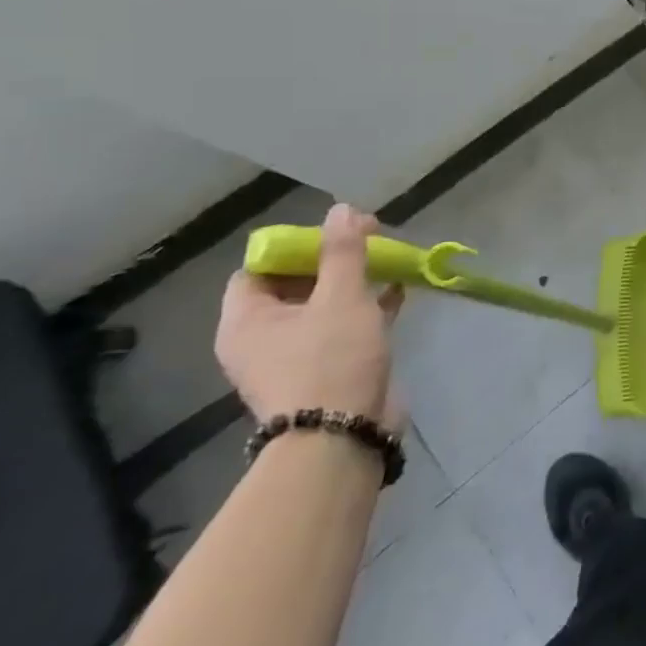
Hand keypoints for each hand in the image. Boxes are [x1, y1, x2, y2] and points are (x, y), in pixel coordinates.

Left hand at [217, 203, 405, 427]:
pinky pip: (344, 327)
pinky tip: (397, 290)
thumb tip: (341, 210)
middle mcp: (263, 338)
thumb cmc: (331, 360)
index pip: (259, 268)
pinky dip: (367, 307)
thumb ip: (343, 252)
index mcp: (247, 320)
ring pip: (322, 305)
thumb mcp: (341, 297)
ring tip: (387, 260)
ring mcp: (296, 356)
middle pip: (293, 284)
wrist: (344, 436)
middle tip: (369, 242)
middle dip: (332, 260)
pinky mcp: (329, 369)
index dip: (294, 245)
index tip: (335, 233)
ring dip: (353, 282)